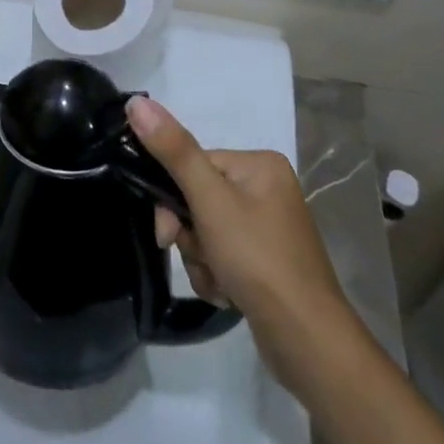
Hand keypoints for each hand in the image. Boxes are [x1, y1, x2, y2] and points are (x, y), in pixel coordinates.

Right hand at [125, 96, 347, 348]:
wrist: (308, 342)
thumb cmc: (258, 259)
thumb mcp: (209, 201)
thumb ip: (173, 150)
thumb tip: (136, 102)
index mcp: (259, 165)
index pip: (194, 164)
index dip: (173, 197)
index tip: (168, 231)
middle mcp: (267, 190)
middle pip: (198, 199)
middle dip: (190, 235)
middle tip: (199, 258)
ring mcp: (268, 228)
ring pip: (205, 231)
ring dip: (201, 259)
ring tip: (219, 282)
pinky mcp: (266, 263)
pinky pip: (222, 256)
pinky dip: (216, 275)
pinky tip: (228, 295)